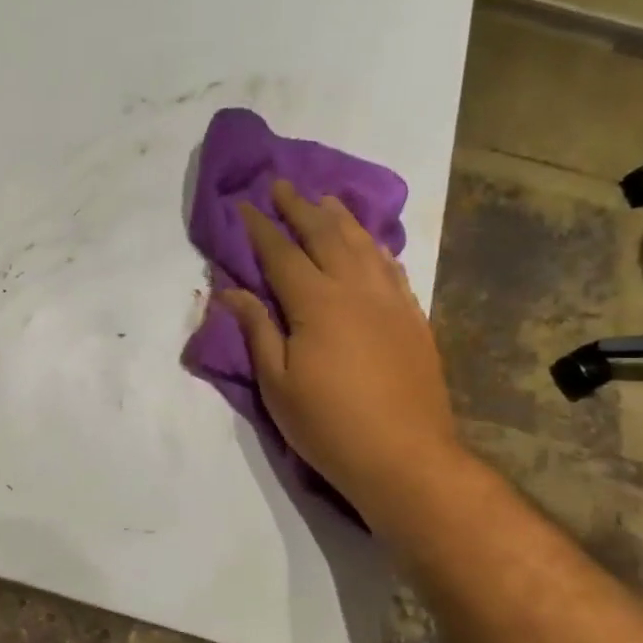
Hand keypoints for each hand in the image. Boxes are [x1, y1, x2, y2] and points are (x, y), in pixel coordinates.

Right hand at [220, 181, 459, 507]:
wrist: (404, 457)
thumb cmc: (328, 424)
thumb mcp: (277, 382)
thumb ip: (256, 329)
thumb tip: (229, 290)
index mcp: (316, 303)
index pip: (281, 253)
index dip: (261, 227)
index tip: (245, 205)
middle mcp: (355, 288)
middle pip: (325, 235)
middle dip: (300, 208)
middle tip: (283, 185)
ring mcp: (390, 301)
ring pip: (363, 244)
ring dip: (341, 218)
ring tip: (325, 199)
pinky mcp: (413, 318)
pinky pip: (392, 267)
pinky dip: (375, 247)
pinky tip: (370, 242)